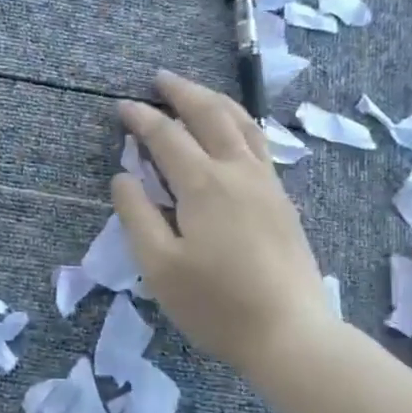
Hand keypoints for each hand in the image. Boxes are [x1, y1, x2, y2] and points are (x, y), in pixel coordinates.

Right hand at [112, 71, 337, 386]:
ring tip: (196, 93)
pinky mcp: (282, 201)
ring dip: (215, 101)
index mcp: (204, 185)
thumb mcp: (159, 266)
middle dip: (182, 92)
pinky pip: (259, 144)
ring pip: (243, 124)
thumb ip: (137, 215)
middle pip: (211, 115)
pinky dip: (239, 124)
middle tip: (159, 79)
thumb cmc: (216, 305)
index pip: (166, 137)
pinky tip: (234, 132)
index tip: (121, 107)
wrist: (290, 333)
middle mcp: (238, 172)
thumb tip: (122, 176)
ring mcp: (267, 184)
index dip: (141, 119)